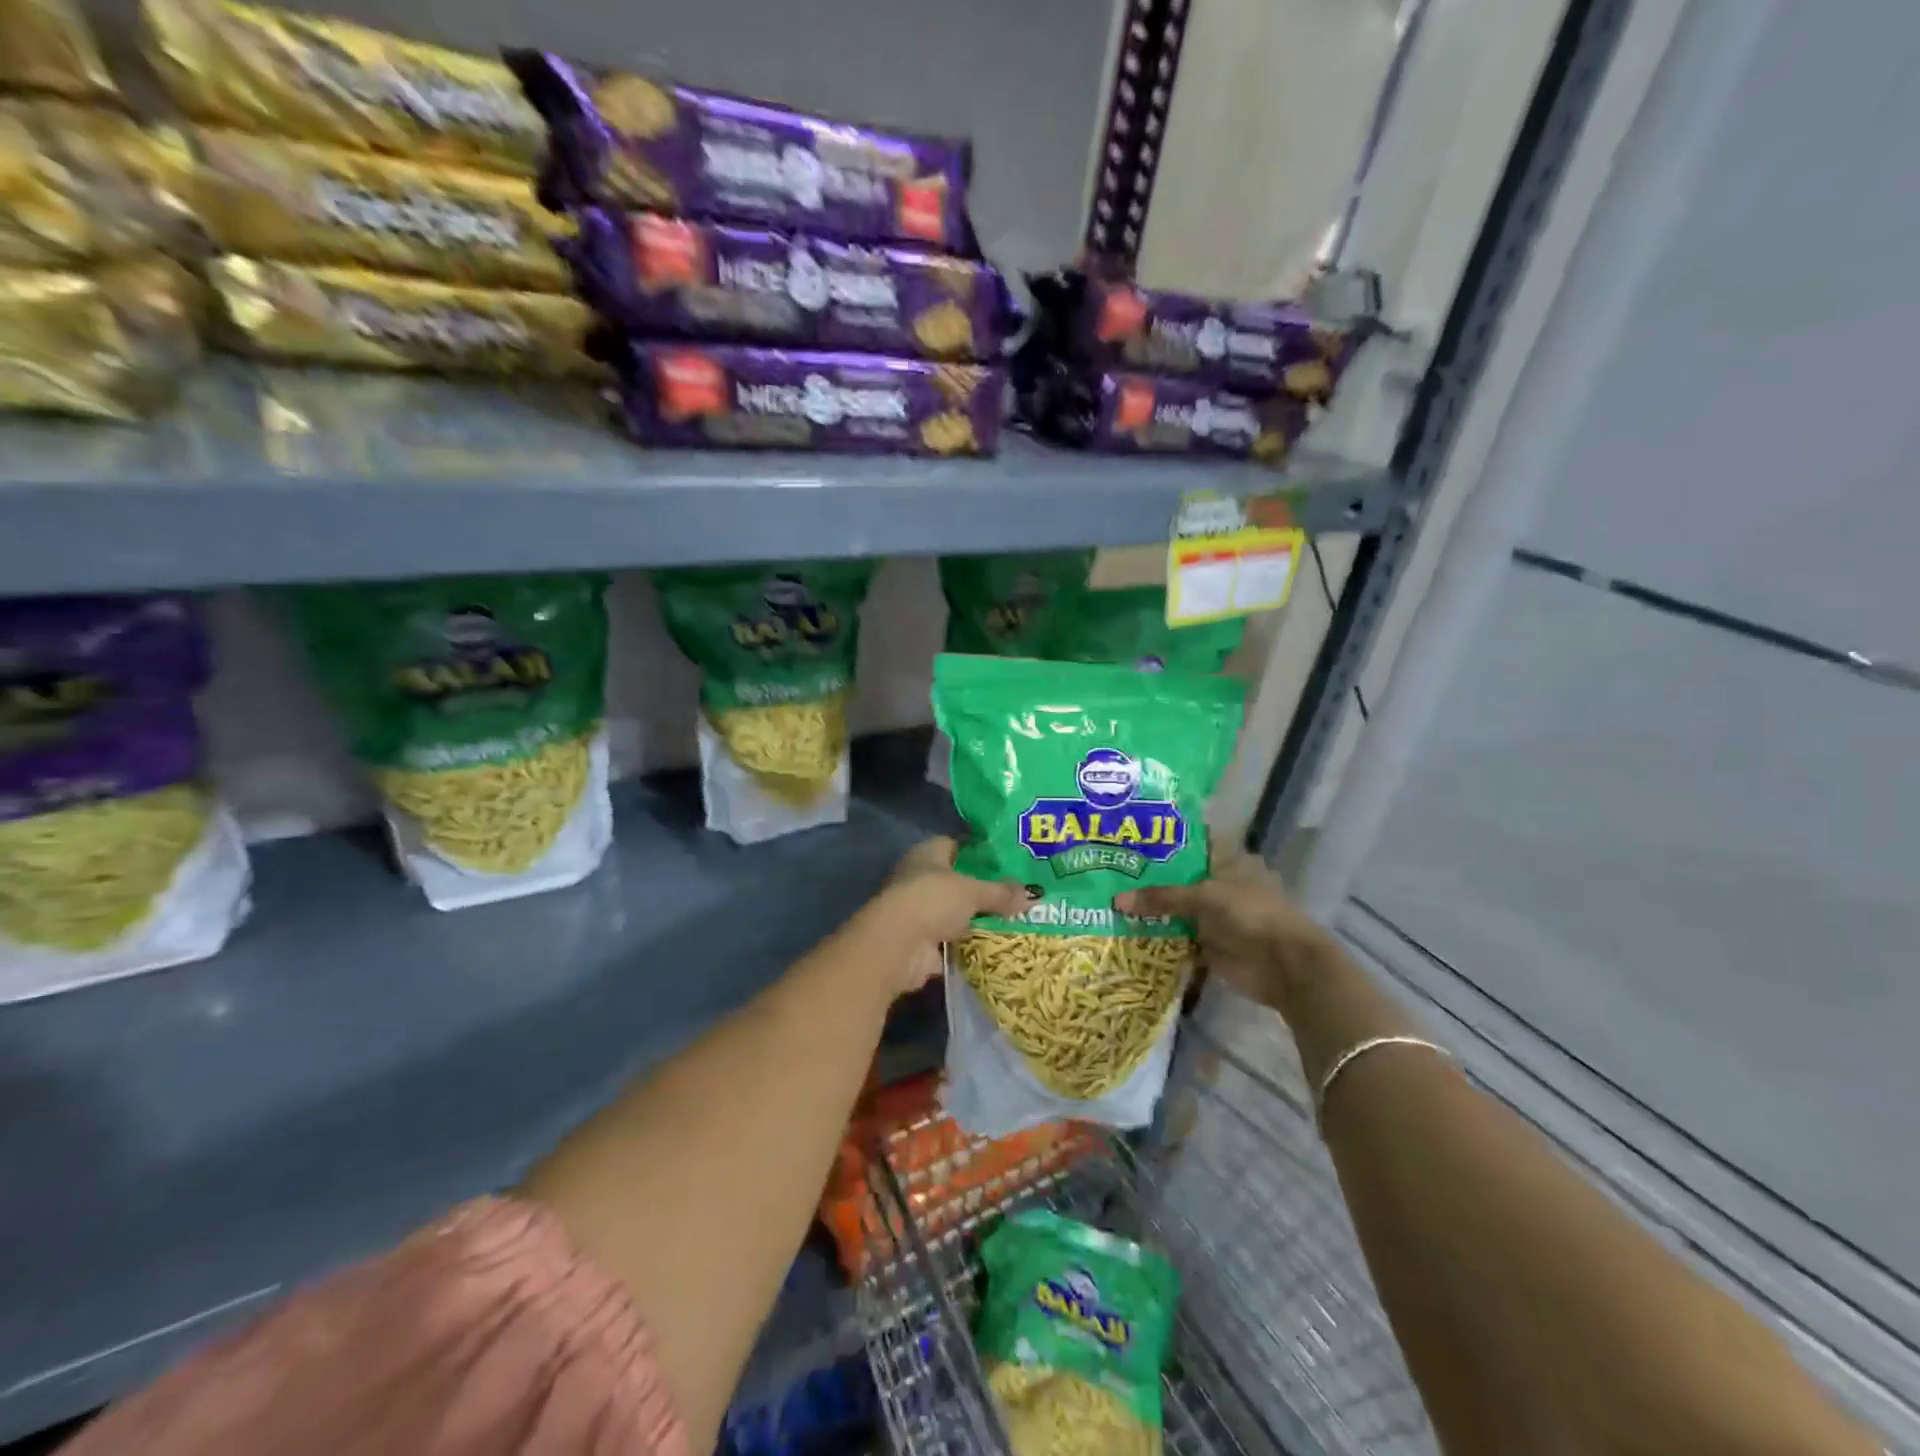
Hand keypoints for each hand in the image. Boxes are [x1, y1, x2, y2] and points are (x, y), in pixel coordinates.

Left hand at [863, 837, 1030, 994]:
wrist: (898, 946)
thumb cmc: (932, 900)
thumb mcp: (973, 891)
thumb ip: (1001, 892)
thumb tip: (1034, 894)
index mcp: (927, 854)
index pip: (955, 845)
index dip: (979, 851)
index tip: (1007, 860)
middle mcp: (919, 878)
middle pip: (957, 880)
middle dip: (983, 889)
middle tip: (1019, 894)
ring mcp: (919, 911)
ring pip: (956, 911)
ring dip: (977, 918)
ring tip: (1015, 921)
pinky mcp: (922, 942)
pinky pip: (953, 940)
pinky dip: (970, 944)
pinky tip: (997, 946)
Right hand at [1114, 852, 1334, 1018]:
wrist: (1286, 966)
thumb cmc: (1252, 915)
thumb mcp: (1205, 897)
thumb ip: (1162, 897)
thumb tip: (1116, 900)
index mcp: (1229, 860)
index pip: (1190, 844)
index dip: (1161, 843)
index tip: (1127, 841)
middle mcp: (1220, 884)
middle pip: (1179, 879)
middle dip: (1149, 880)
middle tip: (1109, 873)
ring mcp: (1215, 916)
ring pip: (1176, 909)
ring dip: (1151, 910)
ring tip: (1109, 901)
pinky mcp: (1209, 945)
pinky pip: (1177, 938)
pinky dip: (1157, 937)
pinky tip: (1126, 932)